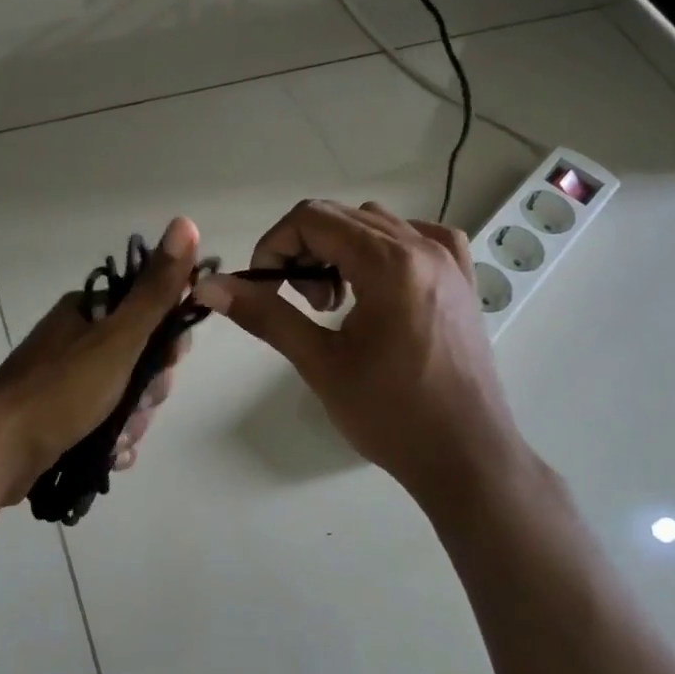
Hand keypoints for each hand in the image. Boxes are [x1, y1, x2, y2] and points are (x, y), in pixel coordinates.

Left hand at [0, 218, 200, 504]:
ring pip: (124, 396)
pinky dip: (113, 440)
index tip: (170, 362)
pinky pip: (103, 425)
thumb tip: (185, 222)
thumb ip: (156, 290)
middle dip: (148, 389)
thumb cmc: (61, 390)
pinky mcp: (57, 418)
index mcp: (86, 312)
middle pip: (139, 360)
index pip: (148, 313)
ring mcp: (64, 381)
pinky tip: (112, 455)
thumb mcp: (118, 338)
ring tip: (119, 438)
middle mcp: (74, 340)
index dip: (168, 340)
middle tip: (138, 404)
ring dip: (132, 420)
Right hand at [193, 199, 525, 512]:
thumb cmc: (391, 414)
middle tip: (300, 304)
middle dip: (304, 251)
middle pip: (342, 217)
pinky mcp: (463, 279)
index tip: (264, 289)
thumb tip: (209, 286)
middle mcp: (424, 246)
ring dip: (340, 250)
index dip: (274, 246)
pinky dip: (382, 252)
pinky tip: (377, 289)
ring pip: (376, 225)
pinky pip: (415, 239)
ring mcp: (450, 260)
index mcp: (390, 262)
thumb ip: (265, 315)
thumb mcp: (320, 363)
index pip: (312, 218)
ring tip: (335, 305)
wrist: (466, 456)